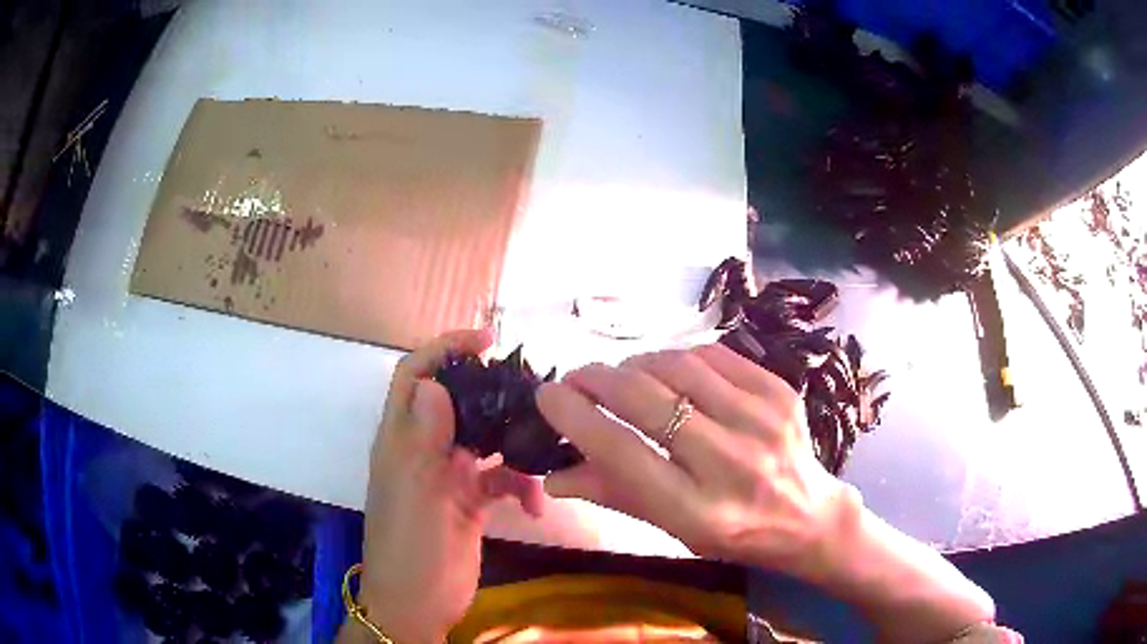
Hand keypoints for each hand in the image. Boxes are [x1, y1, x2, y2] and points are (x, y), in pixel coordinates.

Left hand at [340, 330, 543, 643]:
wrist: (419, 604)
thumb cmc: (409, 549)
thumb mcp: (414, 495)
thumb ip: (422, 442)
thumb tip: (433, 384)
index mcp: (402, 440)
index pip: (415, 377)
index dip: (444, 350)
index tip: (487, 340)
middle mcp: (425, 450)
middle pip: (458, 403)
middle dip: (493, 393)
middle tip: (534, 394)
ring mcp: (450, 476)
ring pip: (487, 440)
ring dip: (515, 444)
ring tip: (546, 450)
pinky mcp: (472, 501)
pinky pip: (502, 479)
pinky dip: (521, 485)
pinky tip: (536, 506)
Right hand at [537, 342, 847, 574]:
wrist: (809, 515)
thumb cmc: (734, 533)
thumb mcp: (673, 528)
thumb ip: (614, 495)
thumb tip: (551, 475)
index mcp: (697, 510)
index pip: (621, 451)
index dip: (576, 417)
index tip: (548, 395)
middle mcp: (731, 462)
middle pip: (647, 400)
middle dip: (597, 379)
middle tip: (577, 378)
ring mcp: (761, 420)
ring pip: (677, 367)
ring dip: (635, 364)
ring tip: (622, 376)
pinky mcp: (780, 391)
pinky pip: (713, 355)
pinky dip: (678, 358)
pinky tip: (668, 372)